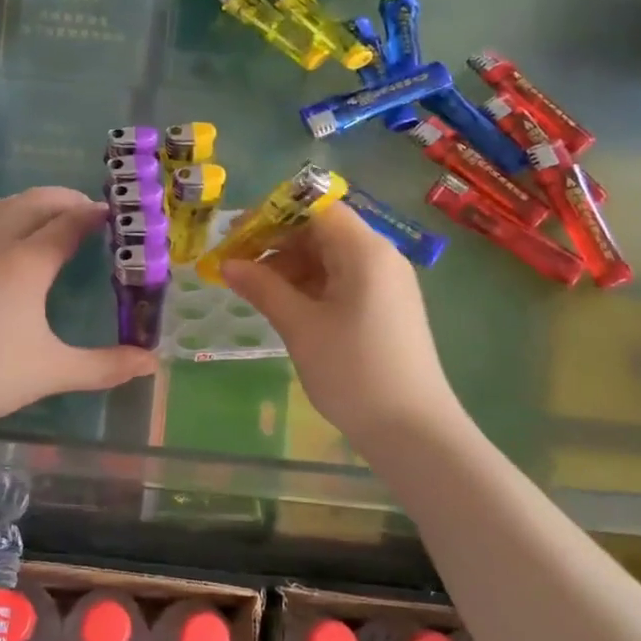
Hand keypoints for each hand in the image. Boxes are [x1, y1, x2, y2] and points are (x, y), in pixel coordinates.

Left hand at [0, 187, 157, 428]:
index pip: (69, 222)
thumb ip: (106, 366)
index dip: (96, 214)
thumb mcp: (54, 371)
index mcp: (26, 262)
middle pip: (35, 201)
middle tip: (92, 213)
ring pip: (3, 207)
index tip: (119, 215)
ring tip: (55, 219)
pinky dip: (9, 218)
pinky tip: (11, 248)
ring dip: (34, 203)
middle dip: (66, 199)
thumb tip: (151, 363)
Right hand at [222, 204, 460, 447]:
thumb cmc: (353, 371)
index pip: (315, 210)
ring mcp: (387, 283)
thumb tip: (227, 263)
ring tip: (255, 290)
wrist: (412, 430)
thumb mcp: (300, 326)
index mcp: (364, 251)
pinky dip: (312, 285)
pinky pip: (344, 280)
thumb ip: (263, 288)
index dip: (273, 216)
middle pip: (323, 231)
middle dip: (278, 243)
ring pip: (331, 257)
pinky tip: (286, 305)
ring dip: (292, 266)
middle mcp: (380, 257)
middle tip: (237, 265)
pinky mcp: (387, 307)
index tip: (236, 237)